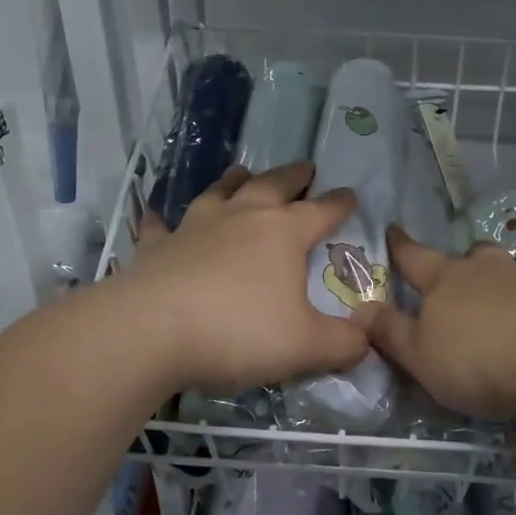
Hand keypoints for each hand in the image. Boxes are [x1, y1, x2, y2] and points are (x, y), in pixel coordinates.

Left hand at [116, 162, 369, 395]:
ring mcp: (193, 228)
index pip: (321, 211)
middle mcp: (240, 219)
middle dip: (293, 176)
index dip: (339, 203)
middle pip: (272, 186)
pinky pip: (159, 226)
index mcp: (282, 234)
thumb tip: (366, 338)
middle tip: (305, 168)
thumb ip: (343, 343)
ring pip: (219, 193)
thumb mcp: (306, 346)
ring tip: (241, 172)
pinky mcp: (155, 248)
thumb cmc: (238, 332)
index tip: (351, 194)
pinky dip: (161, 219)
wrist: (149, 333)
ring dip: (234, 181)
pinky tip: (156, 214)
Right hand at [356, 228, 515, 419]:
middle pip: (468, 257)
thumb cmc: (477, 357)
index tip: (392, 229)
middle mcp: (485, 270)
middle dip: (459, 263)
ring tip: (493, 310)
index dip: (400, 246)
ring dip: (494, 287)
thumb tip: (359, 309)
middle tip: (455, 275)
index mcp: (444, 280)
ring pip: (503, 275)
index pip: (414, 257)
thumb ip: (391, 333)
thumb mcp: (421, 355)